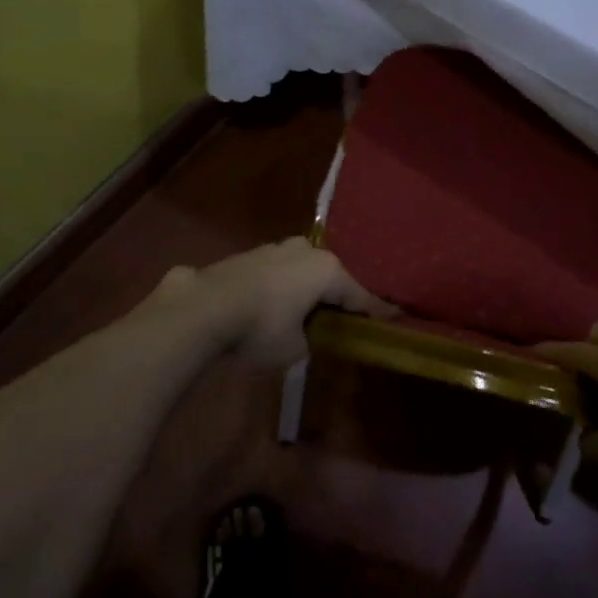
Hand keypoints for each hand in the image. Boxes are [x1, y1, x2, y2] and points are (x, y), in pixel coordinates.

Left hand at [153, 238, 390, 367]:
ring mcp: (275, 248)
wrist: (203, 307)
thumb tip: (304, 335)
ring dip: (306, 287)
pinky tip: (273, 302)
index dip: (377, 311)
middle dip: (337, 294)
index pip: (359, 296)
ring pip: (302, 269)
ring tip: (305, 308)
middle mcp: (306, 251)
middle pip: (331, 276)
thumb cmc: (259, 329)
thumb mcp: (294, 349)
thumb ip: (309, 340)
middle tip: (344, 315)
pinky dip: (282, 285)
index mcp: (327, 271)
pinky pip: (277, 271)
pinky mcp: (249, 254)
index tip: (395, 316)